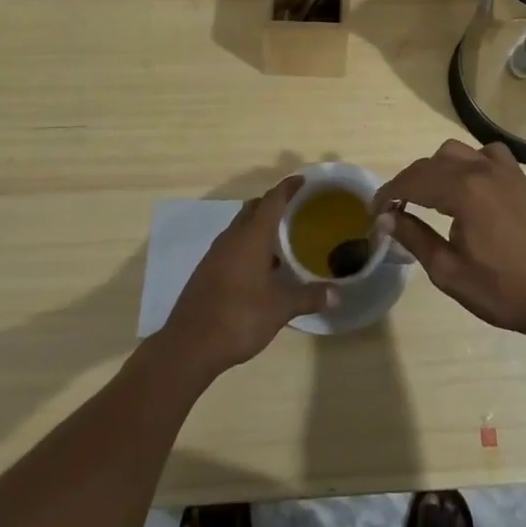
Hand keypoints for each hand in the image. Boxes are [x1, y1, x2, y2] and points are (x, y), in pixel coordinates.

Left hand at [160, 174, 334, 379]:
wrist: (189, 346)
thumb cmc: (238, 318)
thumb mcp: (279, 309)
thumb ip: (308, 297)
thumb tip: (336, 295)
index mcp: (252, 237)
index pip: (272, 200)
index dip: (288, 188)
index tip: (302, 180)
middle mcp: (232, 238)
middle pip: (253, 208)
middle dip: (272, 203)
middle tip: (294, 208)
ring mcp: (216, 254)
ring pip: (240, 227)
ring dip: (258, 226)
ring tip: (280, 239)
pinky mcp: (206, 271)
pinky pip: (231, 245)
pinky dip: (247, 245)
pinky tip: (259, 268)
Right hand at [375, 139, 525, 346]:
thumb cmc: (504, 291)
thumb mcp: (449, 272)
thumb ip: (415, 238)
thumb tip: (387, 217)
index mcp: (464, 191)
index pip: (413, 181)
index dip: (388, 193)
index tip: (374, 211)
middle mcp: (482, 170)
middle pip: (431, 164)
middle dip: (408, 183)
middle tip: (394, 210)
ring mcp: (504, 170)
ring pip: (456, 152)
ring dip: (435, 170)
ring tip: (427, 198)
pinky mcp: (520, 178)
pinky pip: (486, 154)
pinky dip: (468, 163)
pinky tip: (467, 186)